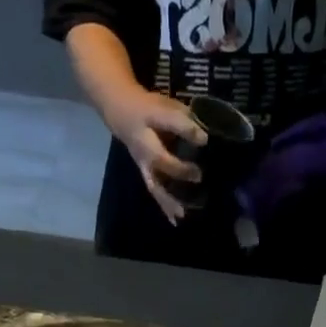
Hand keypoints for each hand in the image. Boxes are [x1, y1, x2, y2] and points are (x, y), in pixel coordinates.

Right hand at [106, 90, 206, 223]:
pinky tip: (175, 219)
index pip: (167, 128)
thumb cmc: (147, 109)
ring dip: (168, 201)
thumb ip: (183, 121)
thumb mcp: (164, 107)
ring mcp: (144, 167)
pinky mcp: (146, 175)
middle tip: (199, 176)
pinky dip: (165, 207)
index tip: (204, 140)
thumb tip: (204, 138)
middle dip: (178, 171)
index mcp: (148, 131)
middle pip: (158, 165)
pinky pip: (155, 191)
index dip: (185, 133)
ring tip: (181, 215)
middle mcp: (144, 154)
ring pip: (155, 186)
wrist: (121, 113)